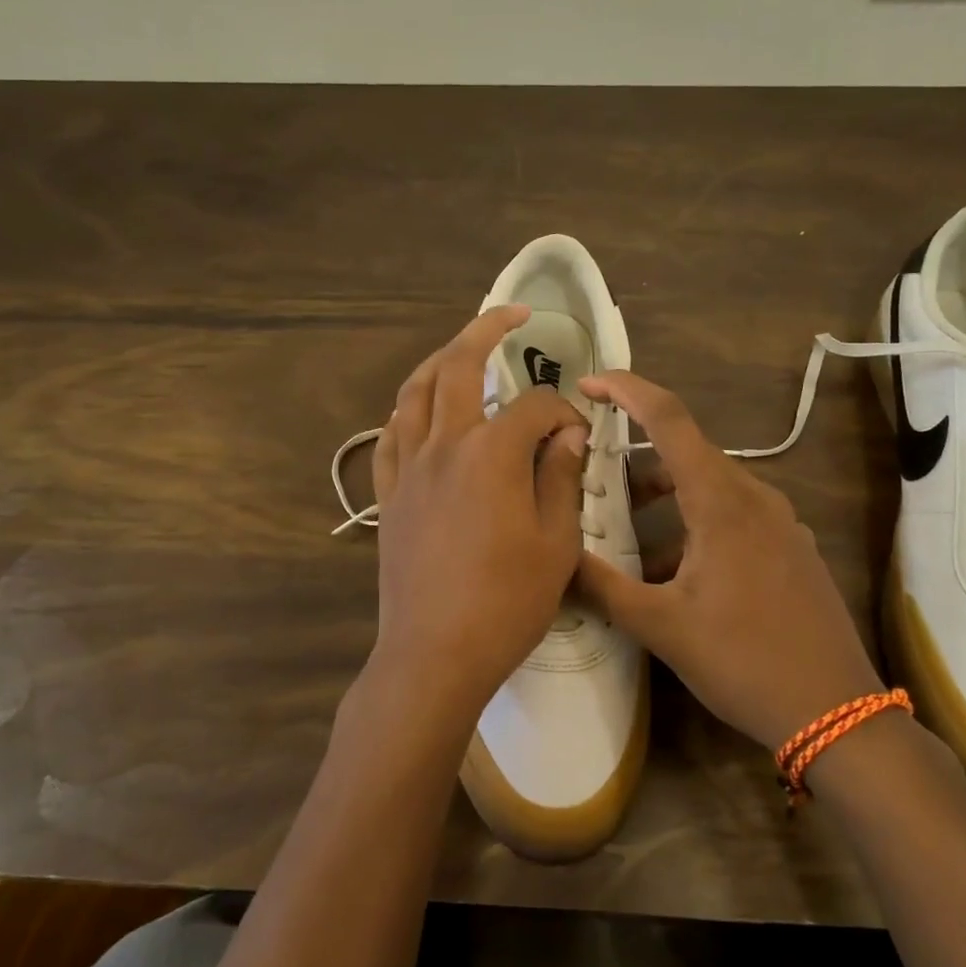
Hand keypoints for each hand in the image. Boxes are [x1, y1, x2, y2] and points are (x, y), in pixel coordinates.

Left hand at [360, 306, 589, 738]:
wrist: (434, 652)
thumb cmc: (506, 602)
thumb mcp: (555, 543)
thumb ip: (561, 478)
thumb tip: (566, 434)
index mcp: (491, 453)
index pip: (534, 407)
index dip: (562, 413)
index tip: (577, 436)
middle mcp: (444, 445)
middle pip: (459, 367)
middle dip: (486, 330)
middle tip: (511, 314)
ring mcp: (408, 468)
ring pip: (414, 392)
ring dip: (439, 361)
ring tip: (461, 351)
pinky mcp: (387, 495)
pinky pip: (390, 436)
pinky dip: (406, 412)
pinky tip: (419, 413)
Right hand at [573, 370, 882, 751]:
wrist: (838, 715)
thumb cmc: (743, 661)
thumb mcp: (661, 626)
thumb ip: (602, 586)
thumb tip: (554, 557)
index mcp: (721, 501)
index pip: (668, 418)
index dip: (626, 390)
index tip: (588, 382)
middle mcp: (754, 497)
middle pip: (685, 453)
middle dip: (634, 458)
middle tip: (591, 475)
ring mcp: (780, 523)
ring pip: (708, 487)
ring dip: (663, 498)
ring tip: (624, 531)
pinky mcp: (790, 549)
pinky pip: (732, 516)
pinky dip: (693, 523)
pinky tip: (672, 571)